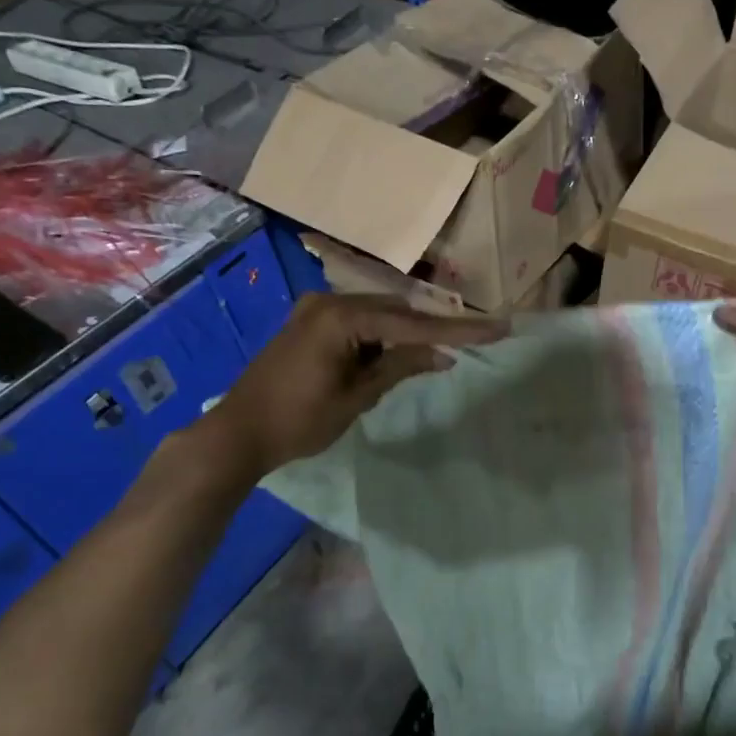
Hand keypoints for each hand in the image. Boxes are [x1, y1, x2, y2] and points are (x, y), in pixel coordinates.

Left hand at [209, 293, 503, 477]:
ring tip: (440, 351)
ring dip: (406, 334)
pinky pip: (359, 322)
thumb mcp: (357, 397)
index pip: (413, 324)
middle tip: (475, 339)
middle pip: (398, 311)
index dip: (458, 330)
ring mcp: (316, 309)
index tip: (498, 328)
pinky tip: (396, 355)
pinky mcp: (310, 322)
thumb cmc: (297, 421)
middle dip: (433, 329)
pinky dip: (381, 337)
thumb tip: (444, 355)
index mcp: (341, 317)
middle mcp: (329, 301)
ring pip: (379, 314)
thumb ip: (400, 367)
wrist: (237, 433)